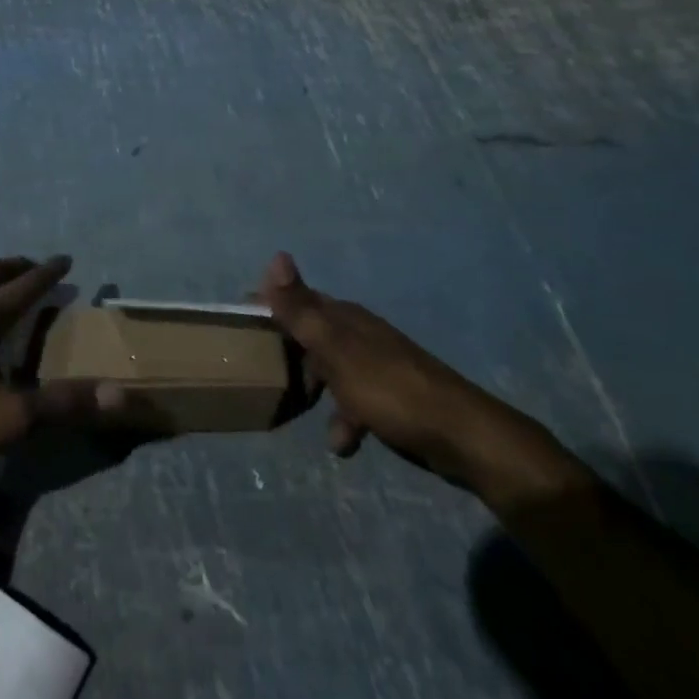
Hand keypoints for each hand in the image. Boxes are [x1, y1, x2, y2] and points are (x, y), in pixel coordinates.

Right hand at [258, 252, 481, 472]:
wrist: (461, 437)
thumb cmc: (389, 388)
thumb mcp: (335, 348)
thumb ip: (302, 309)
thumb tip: (277, 255)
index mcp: (346, 319)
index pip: (298, 300)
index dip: (269, 307)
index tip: (238, 321)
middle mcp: (360, 336)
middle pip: (312, 336)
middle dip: (287, 352)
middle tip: (257, 370)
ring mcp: (377, 368)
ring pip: (330, 371)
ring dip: (313, 389)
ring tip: (294, 408)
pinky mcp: (391, 399)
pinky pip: (354, 404)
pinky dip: (344, 420)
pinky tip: (341, 443)